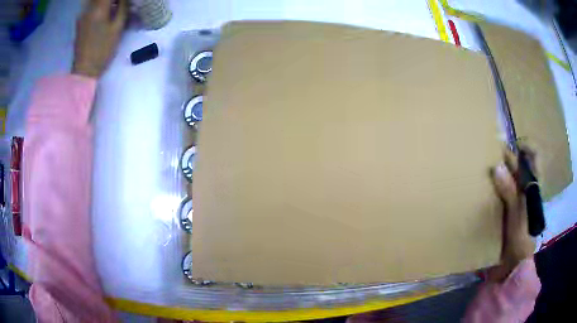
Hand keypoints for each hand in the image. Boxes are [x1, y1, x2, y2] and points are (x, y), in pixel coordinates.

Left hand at [73, 0, 127, 77]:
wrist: (84, 70)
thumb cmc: (102, 50)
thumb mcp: (117, 28)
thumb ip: (122, 8)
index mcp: (99, 8)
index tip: (123, 1)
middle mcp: (89, 8)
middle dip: (112, 0)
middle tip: (120, 4)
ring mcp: (83, 15)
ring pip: (95, 0)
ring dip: (105, 2)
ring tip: (114, 7)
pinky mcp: (80, 22)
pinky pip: (91, 6)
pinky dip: (99, 5)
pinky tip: (105, 12)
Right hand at [488, 147, 535, 281]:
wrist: (511, 267)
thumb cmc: (520, 241)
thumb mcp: (518, 216)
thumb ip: (510, 192)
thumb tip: (496, 166)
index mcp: (533, 186)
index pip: (534, 157)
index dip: (524, 146)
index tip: (508, 146)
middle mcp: (525, 188)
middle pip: (518, 163)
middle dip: (505, 157)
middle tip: (488, 154)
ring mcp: (515, 199)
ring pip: (507, 176)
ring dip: (496, 171)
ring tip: (481, 168)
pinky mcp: (504, 210)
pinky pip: (498, 191)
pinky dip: (491, 186)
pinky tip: (481, 188)